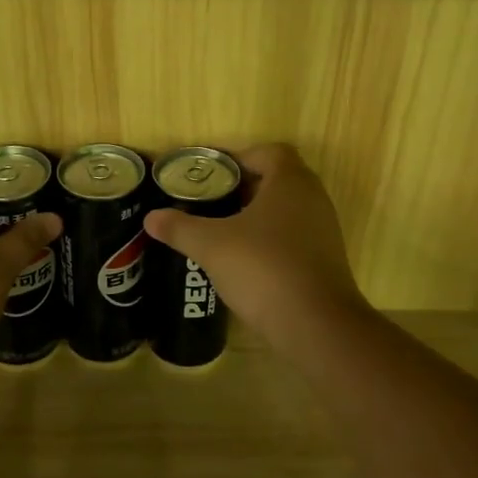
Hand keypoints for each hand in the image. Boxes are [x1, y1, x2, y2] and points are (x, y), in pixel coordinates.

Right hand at [144, 143, 366, 339]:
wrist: (316, 325)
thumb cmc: (263, 267)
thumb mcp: (211, 245)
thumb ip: (180, 227)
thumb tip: (151, 217)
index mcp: (290, 182)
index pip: (269, 152)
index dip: (240, 157)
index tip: (212, 175)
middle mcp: (313, 198)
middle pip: (277, 180)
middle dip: (244, 188)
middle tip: (211, 202)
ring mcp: (324, 231)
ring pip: (286, 210)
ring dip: (257, 216)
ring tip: (222, 232)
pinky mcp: (326, 261)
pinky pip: (294, 237)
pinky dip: (271, 241)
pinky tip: (245, 262)